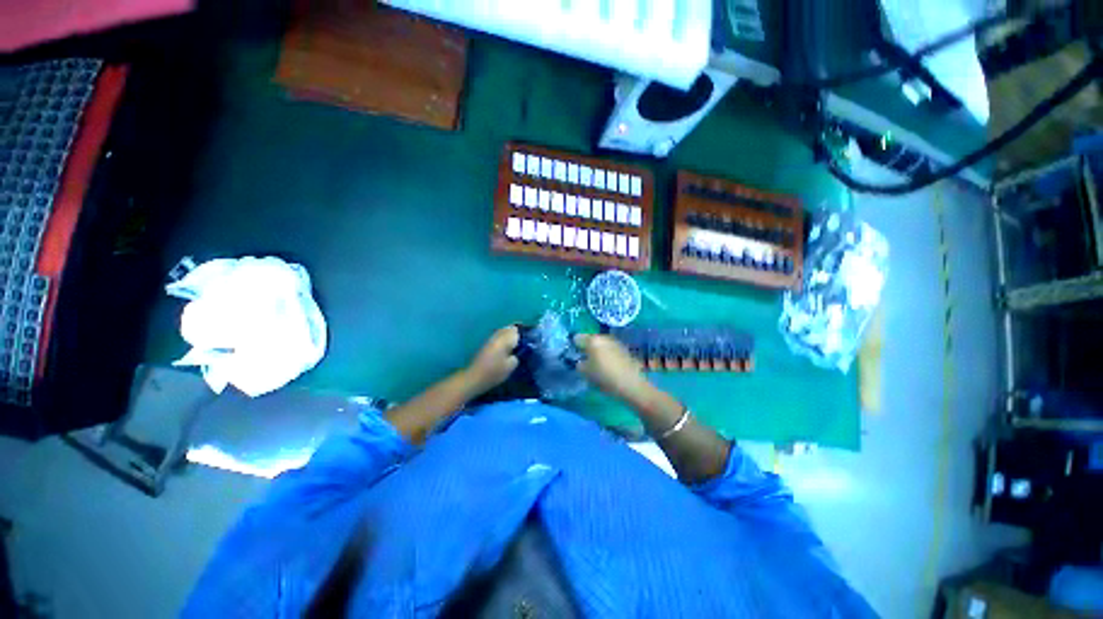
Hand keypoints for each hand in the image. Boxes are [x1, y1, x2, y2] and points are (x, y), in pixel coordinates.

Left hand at [462, 326, 520, 395]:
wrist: (474, 377)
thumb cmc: (494, 372)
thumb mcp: (512, 365)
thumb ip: (519, 355)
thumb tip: (521, 350)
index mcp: (506, 338)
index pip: (519, 329)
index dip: (526, 332)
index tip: (532, 339)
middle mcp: (498, 334)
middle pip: (511, 328)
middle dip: (519, 333)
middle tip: (526, 343)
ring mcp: (492, 338)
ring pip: (505, 331)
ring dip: (511, 336)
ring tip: (518, 346)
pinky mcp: (487, 344)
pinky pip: (499, 337)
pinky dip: (505, 340)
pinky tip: (508, 349)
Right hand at [573, 334, 652, 404]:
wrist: (632, 384)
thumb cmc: (605, 377)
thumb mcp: (586, 373)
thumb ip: (579, 364)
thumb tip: (580, 361)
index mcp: (592, 340)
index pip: (577, 338)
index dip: (574, 347)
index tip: (574, 357)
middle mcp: (604, 337)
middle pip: (590, 340)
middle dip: (587, 349)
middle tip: (585, 362)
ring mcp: (615, 342)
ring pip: (601, 344)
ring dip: (598, 352)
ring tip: (597, 366)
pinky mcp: (624, 349)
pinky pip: (610, 349)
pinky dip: (607, 355)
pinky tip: (609, 367)